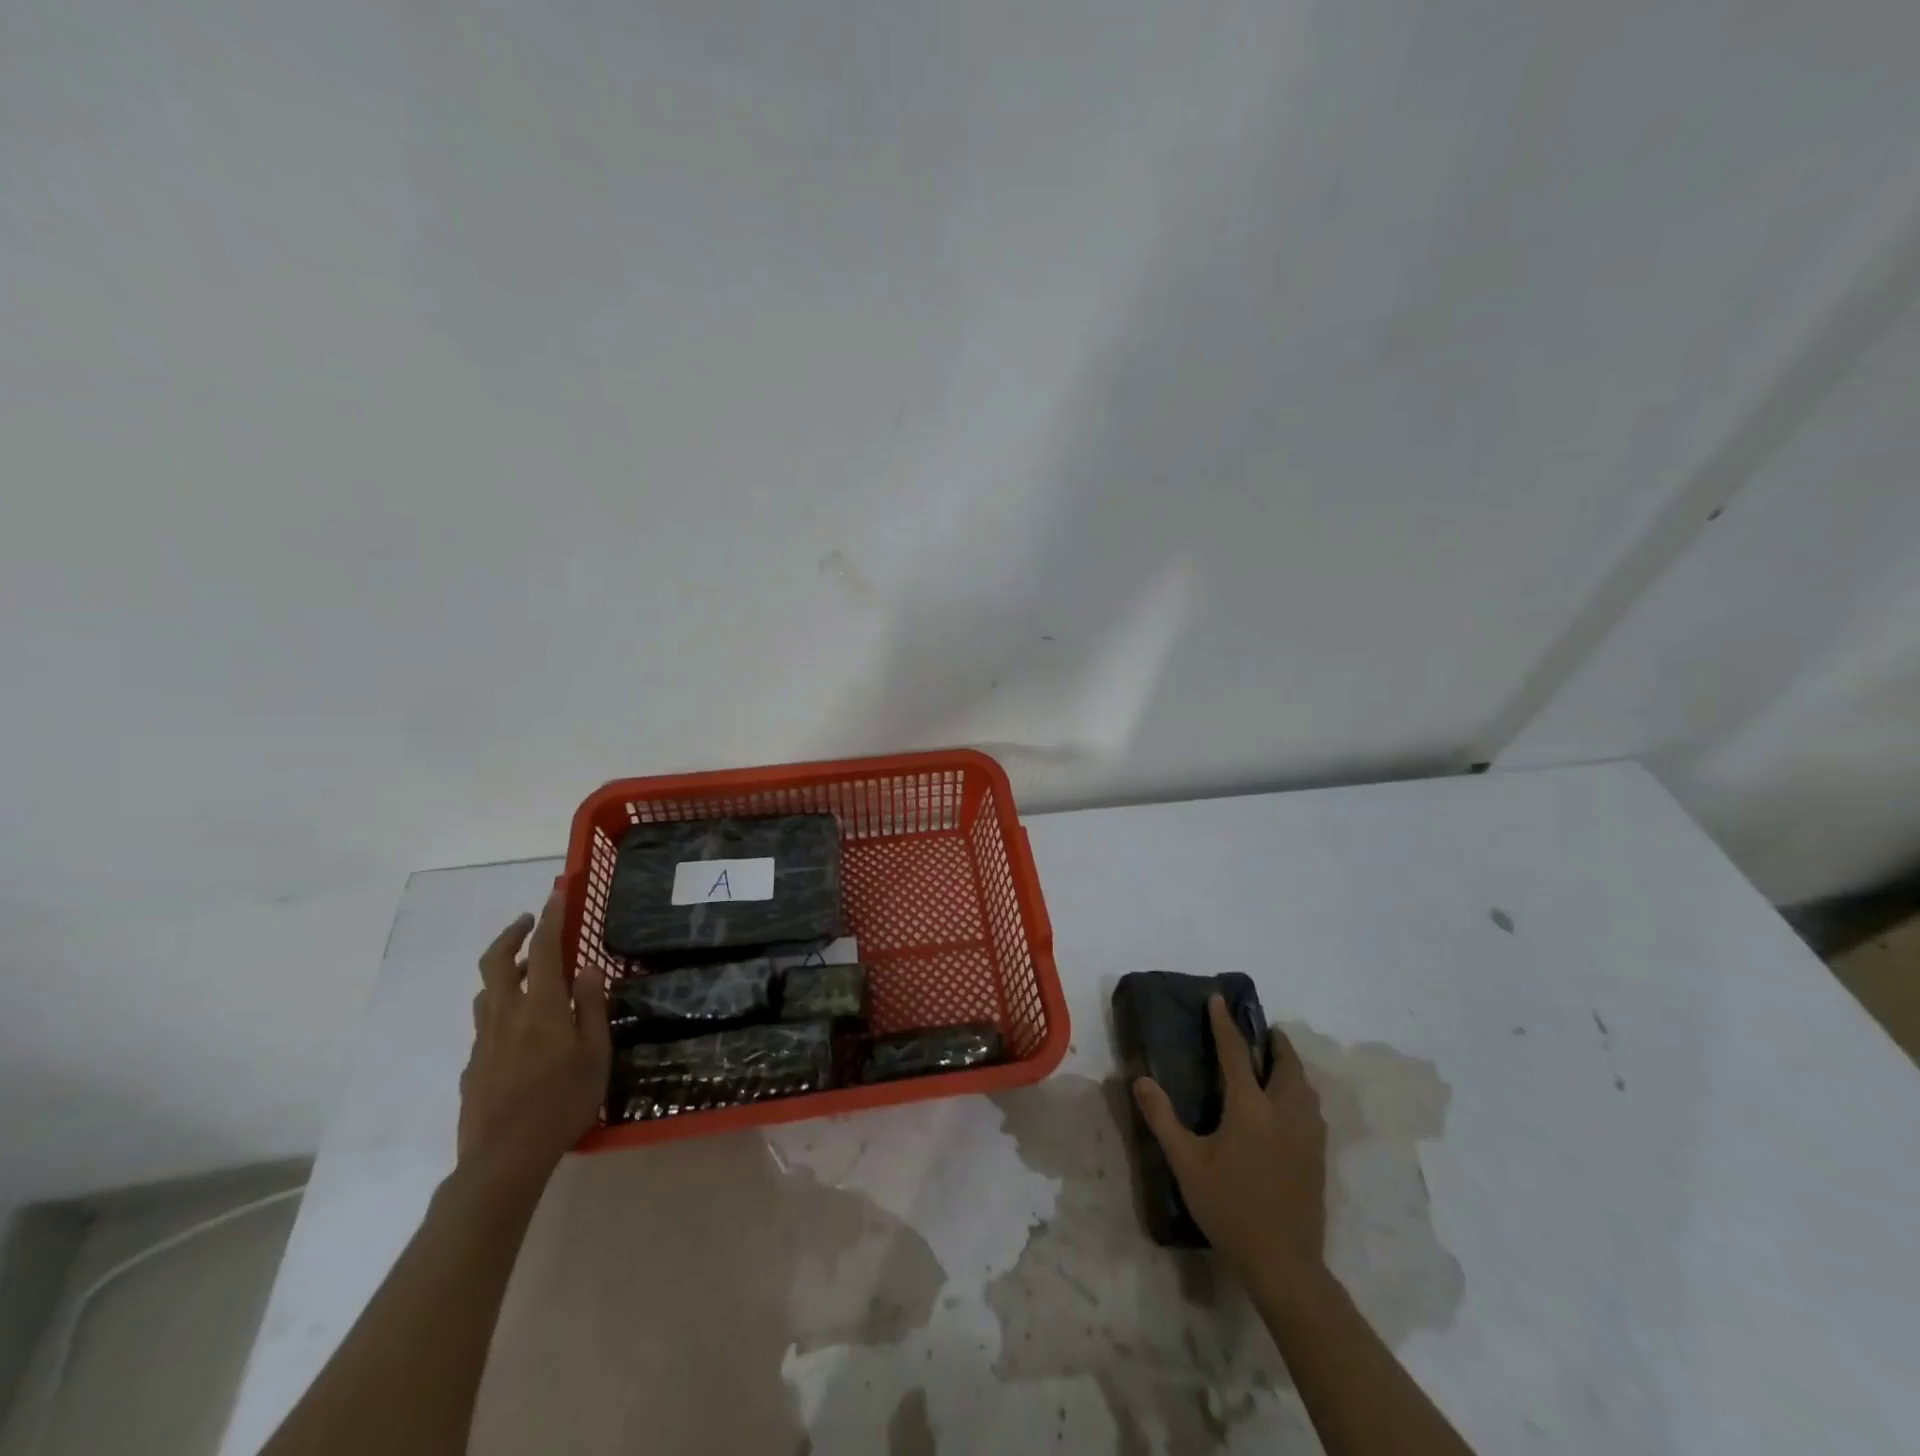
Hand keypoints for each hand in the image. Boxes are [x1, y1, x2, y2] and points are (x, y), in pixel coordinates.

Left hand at [459, 890, 610, 1180]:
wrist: (504, 1159)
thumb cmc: (563, 1102)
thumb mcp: (595, 1053)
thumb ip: (591, 1007)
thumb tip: (588, 968)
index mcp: (541, 1008)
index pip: (545, 949)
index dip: (551, 917)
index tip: (556, 892)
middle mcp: (506, 1015)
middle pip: (497, 961)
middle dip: (513, 934)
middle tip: (531, 920)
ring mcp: (484, 1041)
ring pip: (487, 991)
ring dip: (506, 970)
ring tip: (530, 972)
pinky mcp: (473, 1066)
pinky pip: (486, 1024)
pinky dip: (502, 1009)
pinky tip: (522, 1030)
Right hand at [1133, 995, 1326, 1280]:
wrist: (1283, 1263)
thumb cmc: (1230, 1208)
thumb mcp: (1186, 1163)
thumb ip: (1162, 1118)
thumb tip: (1140, 1080)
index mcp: (1251, 1107)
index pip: (1236, 1053)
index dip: (1224, 1024)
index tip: (1218, 1000)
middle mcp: (1284, 1112)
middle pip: (1286, 1064)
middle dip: (1274, 1042)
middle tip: (1261, 1031)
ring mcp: (1307, 1134)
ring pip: (1304, 1086)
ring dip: (1290, 1066)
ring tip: (1275, 1063)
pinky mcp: (1318, 1156)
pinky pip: (1312, 1108)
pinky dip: (1300, 1091)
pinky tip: (1290, 1105)